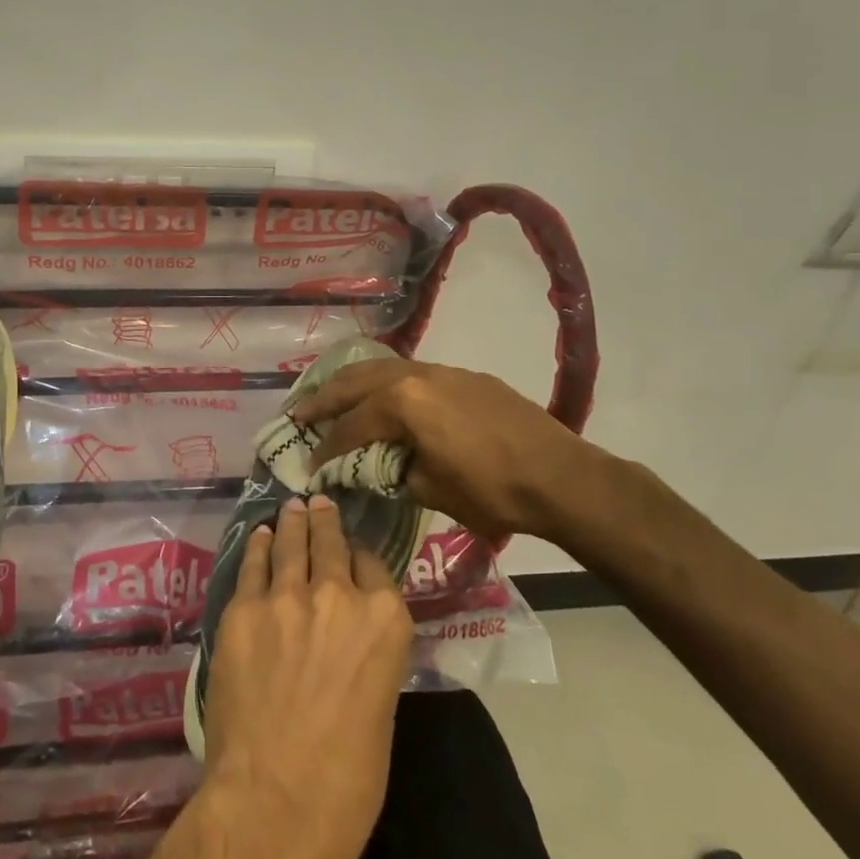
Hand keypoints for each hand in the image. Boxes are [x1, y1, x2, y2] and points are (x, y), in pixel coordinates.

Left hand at [203, 493, 413, 858]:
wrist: (275, 801)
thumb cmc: (347, 780)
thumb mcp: (380, 708)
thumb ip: (367, 656)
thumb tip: (349, 641)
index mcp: (385, 620)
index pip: (372, 566)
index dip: (360, 558)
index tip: (351, 554)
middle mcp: (338, 594)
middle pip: (330, 543)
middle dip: (324, 521)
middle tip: (317, 502)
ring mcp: (285, 596)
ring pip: (289, 544)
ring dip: (291, 523)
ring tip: (292, 506)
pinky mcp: (243, 608)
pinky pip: (252, 565)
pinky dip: (257, 547)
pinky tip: (258, 536)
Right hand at [288, 358, 615, 543]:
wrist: (561, 476)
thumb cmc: (492, 490)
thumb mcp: (432, 490)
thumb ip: (394, 473)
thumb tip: (378, 467)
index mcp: (402, 403)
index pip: (351, 425)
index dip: (326, 448)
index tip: (308, 464)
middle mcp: (415, 376)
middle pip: (356, 382)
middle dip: (324, 398)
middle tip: (299, 412)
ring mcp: (442, 371)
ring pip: (383, 368)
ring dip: (353, 383)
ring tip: (332, 395)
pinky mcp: (464, 376)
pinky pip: (411, 372)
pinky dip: (386, 382)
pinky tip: (384, 395)